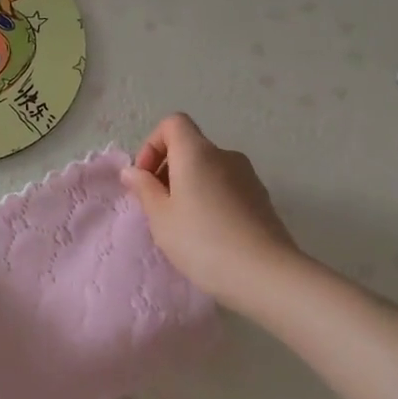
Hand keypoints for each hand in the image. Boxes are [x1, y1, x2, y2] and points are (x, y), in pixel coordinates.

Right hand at [121, 113, 299, 304]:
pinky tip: (208, 233)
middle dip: (167, 170)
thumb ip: (144, 188)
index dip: (152, 144)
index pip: (173, 123)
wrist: (265, 274)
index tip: (146, 178)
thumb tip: (132, 171)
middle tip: (158, 207)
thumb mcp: (161, 217)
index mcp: (197, 152)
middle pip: (190, 147)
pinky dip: (210, 198)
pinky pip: (226, 187)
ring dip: (189, 186)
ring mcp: (248, 176)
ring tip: (182, 224)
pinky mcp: (261, 198)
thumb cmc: (202, 241)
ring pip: (208, 169)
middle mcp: (225, 155)